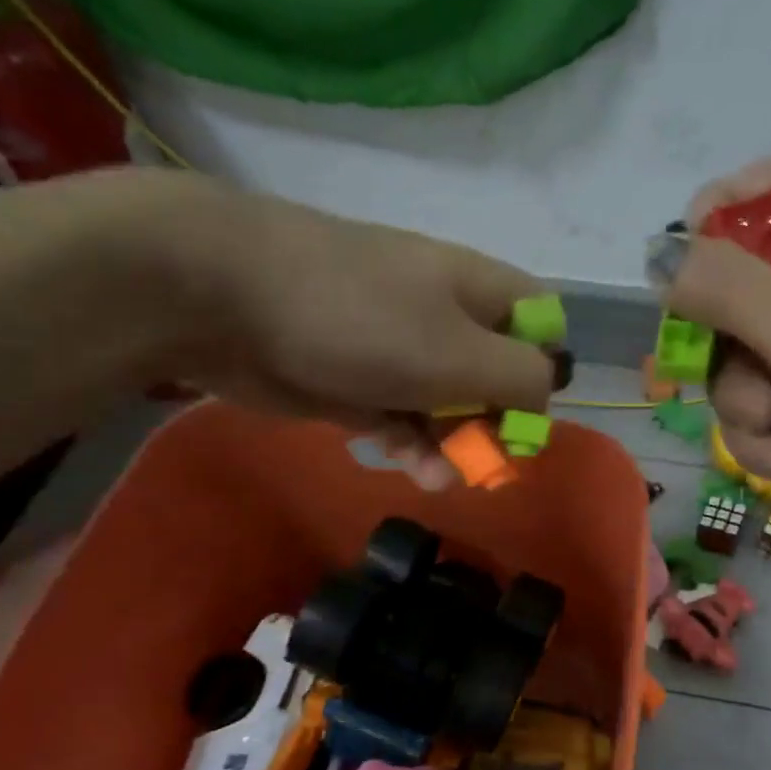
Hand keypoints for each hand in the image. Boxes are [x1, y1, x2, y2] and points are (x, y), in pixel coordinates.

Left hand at [145, 172, 554, 487]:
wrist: (227, 300)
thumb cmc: (363, 320)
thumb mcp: (461, 352)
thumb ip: (521, 377)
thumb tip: (544, 397)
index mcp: (478, 292)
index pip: (538, 324)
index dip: (544, 370)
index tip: (527, 415)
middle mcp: (443, 317)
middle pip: (493, 375)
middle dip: (494, 423)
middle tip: (485, 462)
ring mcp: (396, 350)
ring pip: (446, 406)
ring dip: (453, 445)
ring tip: (441, 477)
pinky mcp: (356, 382)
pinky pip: (401, 419)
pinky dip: (411, 445)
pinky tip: (413, 468)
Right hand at [672, 155, 770, 585]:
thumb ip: (732, 290)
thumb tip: (659, 255)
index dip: (730, 211)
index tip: (684, 255)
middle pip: (744, 290)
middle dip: (724, 339)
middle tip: (731, 363)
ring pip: (740, 367)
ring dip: (743, 405)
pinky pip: (758, 420)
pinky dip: (766, 445)